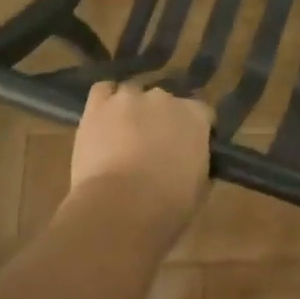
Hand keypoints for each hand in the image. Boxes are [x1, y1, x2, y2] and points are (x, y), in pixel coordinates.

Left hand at [64, 83, 211, 241]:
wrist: (121, 208)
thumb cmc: (168, 205)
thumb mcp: (199, 188)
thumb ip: (198, 163)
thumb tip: (191, 160)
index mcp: (195, 116)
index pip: (201, 112)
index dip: (194, 129)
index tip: (189, 148)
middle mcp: (165, 97)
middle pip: (164, 101)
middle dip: (160, 119)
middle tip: (153, 146)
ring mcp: (129, 97)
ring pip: (132, 94)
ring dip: (131, 111)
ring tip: (123, 135)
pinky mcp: (98, 105)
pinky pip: (103, 91)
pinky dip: (105, 102)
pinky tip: (103, 119)